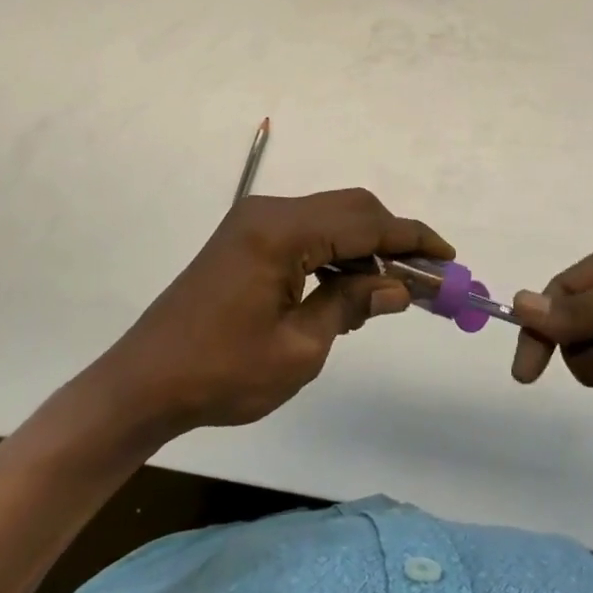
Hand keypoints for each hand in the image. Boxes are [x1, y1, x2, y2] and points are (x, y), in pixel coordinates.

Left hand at [102, 189, 451, 435]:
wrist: (143, 383)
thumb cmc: (221, 373)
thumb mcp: (299, 348)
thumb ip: (351, 305)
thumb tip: (399, 287)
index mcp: (282, 232)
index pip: (365, 223)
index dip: (411, 238)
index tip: (448, 257)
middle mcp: (270, 212)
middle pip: (351, 209)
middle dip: (393, 239)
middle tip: (426, 277)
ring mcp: (255, 222)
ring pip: (330, 218)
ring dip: (365, 248)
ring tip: (390, 294)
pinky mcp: (246, 238)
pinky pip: (307, 233)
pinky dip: (336, 254)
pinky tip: (349, 291)